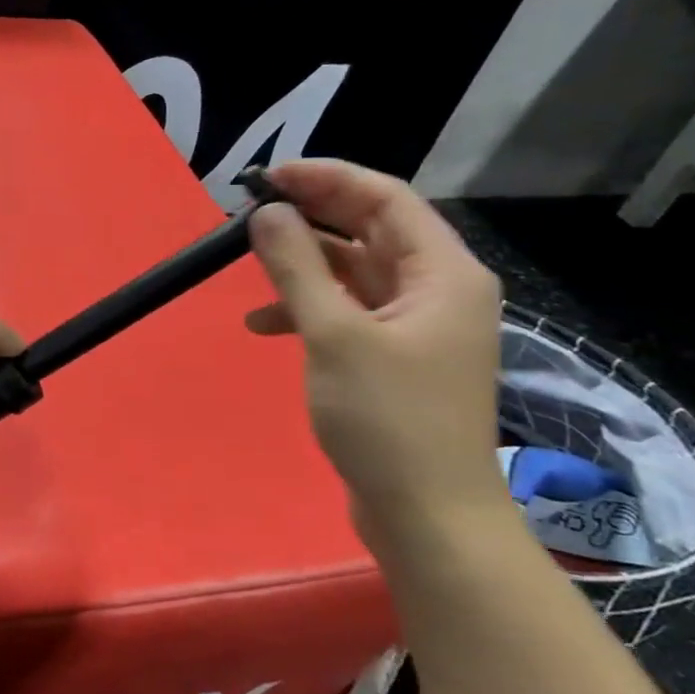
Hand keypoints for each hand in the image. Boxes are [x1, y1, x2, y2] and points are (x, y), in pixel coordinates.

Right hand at [244, 160, 506, 550]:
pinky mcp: (394, 356)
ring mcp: (416, 325)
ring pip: (355, 270)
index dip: (327, 179)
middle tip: (253, 208)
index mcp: (443, 272)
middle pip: (371, 229)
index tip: (268, 177)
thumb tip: (266, 212)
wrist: (427, 516)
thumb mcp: (334, 334)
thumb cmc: (387, 418)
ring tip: (251, 262)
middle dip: (312, 215)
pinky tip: (264, 324)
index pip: (385, 198)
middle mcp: (437, 289)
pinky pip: (348, 310)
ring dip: (304, 263)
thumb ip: (297, 266)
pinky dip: (308, 308)